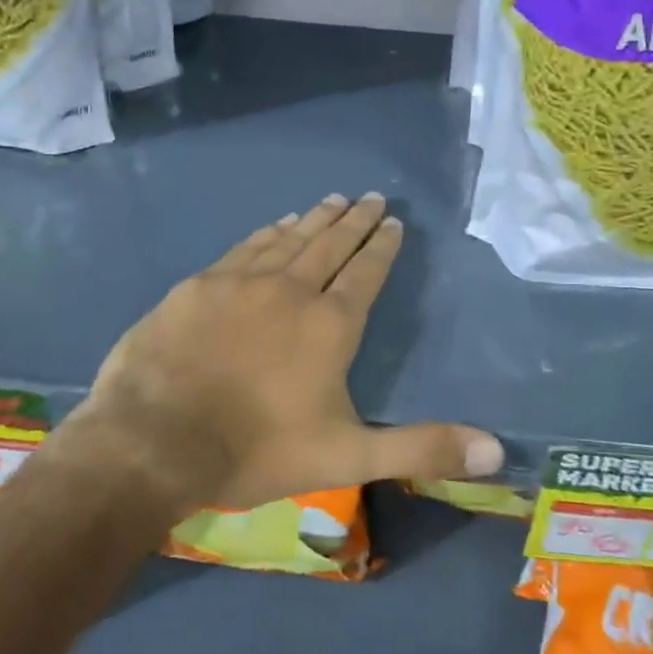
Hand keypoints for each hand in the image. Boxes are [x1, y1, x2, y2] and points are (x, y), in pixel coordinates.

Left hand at [59, 193, 504, 515]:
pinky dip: (268, 232)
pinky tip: (276, 224)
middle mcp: (291, 289)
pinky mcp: (200, 285)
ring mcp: (242, 281)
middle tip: (371, 197)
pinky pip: (245, 247)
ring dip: (315, 219)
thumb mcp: (348, 456)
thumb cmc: (256, 450)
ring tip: (333, 200)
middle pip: (331, 244)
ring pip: (289, 239)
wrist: (155, 439)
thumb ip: (421, 449)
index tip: (393, 222)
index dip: (382, 246)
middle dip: (355, 220)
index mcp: (330, 325)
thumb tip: (498, 452)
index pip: (366, 272)